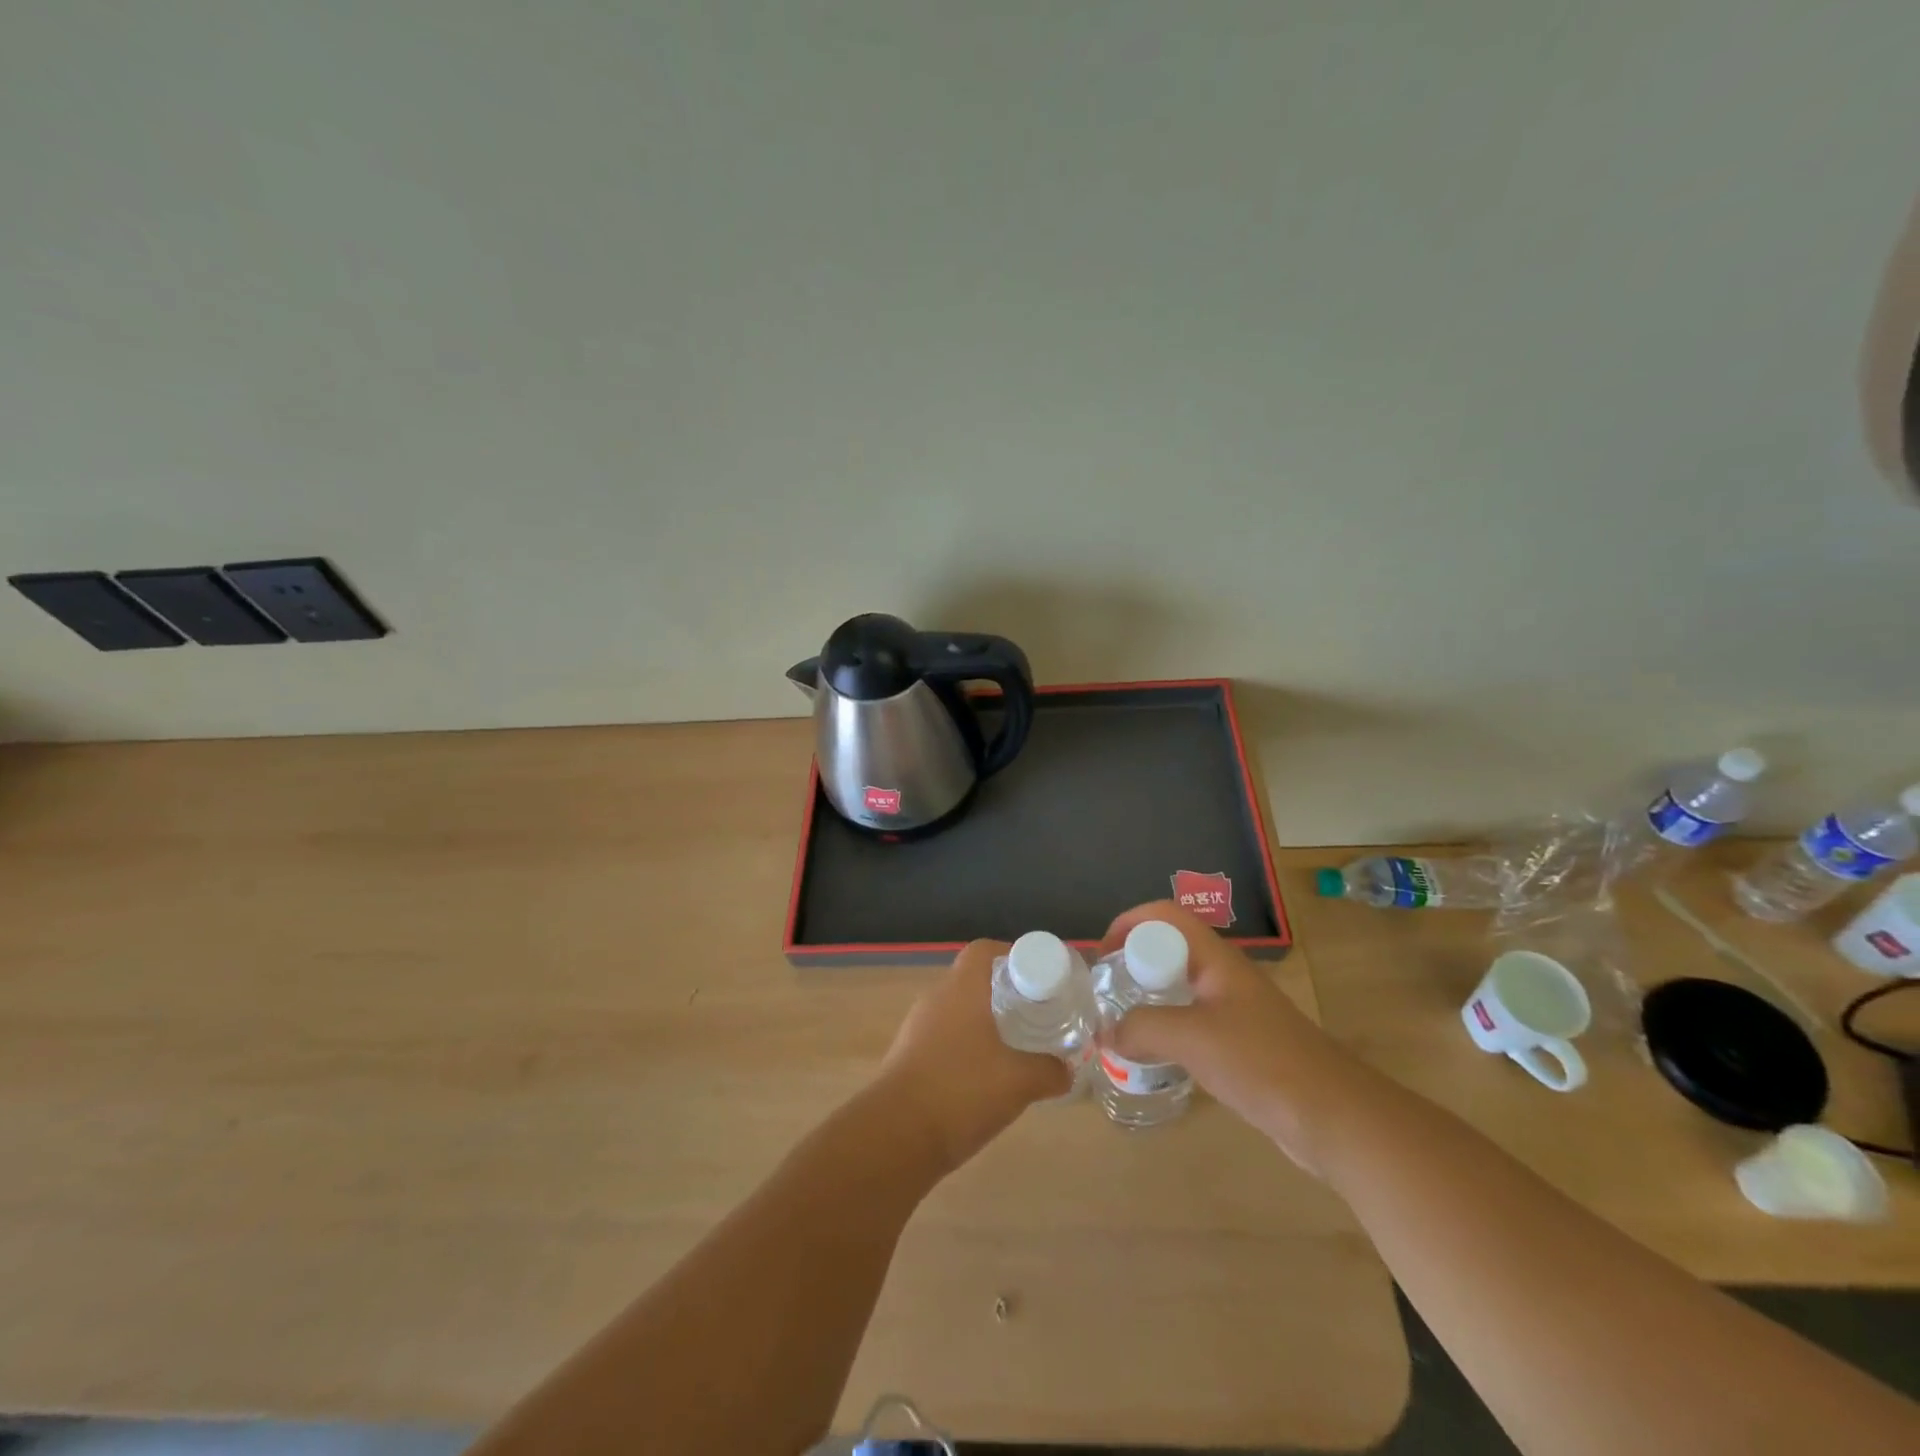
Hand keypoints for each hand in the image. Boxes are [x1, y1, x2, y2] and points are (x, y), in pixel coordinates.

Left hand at [876, 939, 1071, 1174]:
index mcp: (961, 989)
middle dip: (1008, 994)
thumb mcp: (1020, 1081)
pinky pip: (947, 1039)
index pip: (985, 951)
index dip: (1014, 956)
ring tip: (1019, 1048)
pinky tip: (989, 1078)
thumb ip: (1050, 1071)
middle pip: (975, 981)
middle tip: (1038, 1014)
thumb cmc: (961, 1091)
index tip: (1040, 979)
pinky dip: (970, 1049)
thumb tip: (1066, 1070)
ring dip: (989, 1024)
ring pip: (961, 1012)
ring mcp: (919, 1028)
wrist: (896, 1136)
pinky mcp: (910, 1058)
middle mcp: (937, 999)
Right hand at [1098, 901, 1360, 1172]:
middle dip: (1133, 964)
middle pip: (1170, 950)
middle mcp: (1224, 977)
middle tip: (1105, 994)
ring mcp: (1236, 1012)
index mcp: (1216, 960)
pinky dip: (1167, 1032)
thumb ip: (1142, 1029)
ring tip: (1119, 1025)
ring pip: (1180, 989)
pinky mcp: (1241, 1046)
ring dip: (1148, 1000)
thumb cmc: (1262, 1062)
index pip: (1166, 916)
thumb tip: (1106, 1034)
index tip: (1101, 955)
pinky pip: (1192, 1024)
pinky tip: (1153, 1058)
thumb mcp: (1192, 1039)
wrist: (1335, 1117)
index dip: (1129, 923)